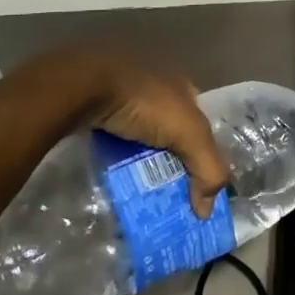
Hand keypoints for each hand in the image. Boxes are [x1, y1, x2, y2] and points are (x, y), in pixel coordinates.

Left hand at [76, 44, 229, 216]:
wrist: (85, 84)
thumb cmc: (145, 103)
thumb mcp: (189, 134)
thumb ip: (209, 168)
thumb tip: (207, 209)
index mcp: (183, 85)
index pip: (200, 125)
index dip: (201, 154)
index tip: (194, 186)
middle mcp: (157, 84)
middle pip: (171, 130)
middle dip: (170, 159)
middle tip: (166, 192)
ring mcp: (124, 92)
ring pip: (141, 133)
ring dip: (142, 157)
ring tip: (139, 187)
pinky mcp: (97, 103)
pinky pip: (115, 133)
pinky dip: (117, 152)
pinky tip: (114, 170)